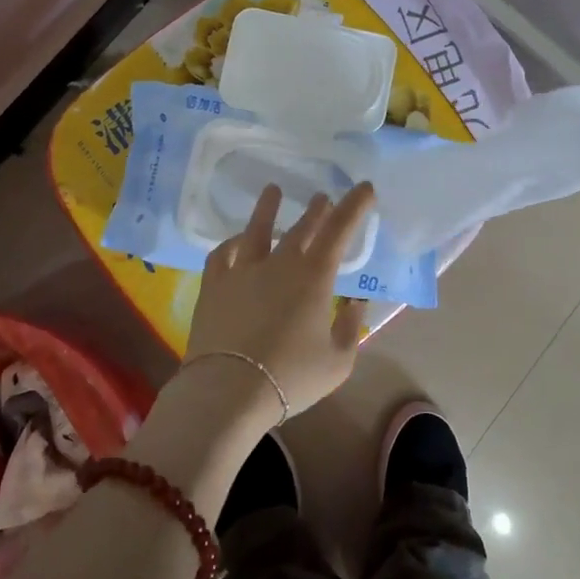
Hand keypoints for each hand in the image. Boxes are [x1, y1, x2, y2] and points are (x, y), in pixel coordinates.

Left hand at [182, 183, 375, 422]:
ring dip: (268, 208)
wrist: (229, 390)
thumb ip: (350, 328)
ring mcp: (243, 270)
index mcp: (314, 276)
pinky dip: (232, 243)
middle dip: (317, 211)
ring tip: (273, 190)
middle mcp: (280, 263)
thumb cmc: (291, 376)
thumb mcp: (337, 361)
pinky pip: (223, 253)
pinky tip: (237, 240)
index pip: (339, 230)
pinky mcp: (215, 284)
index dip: (354, 206)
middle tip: (323, 198)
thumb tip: (354, 303)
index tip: (365, 188)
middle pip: (301, 228)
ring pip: (258, 230)